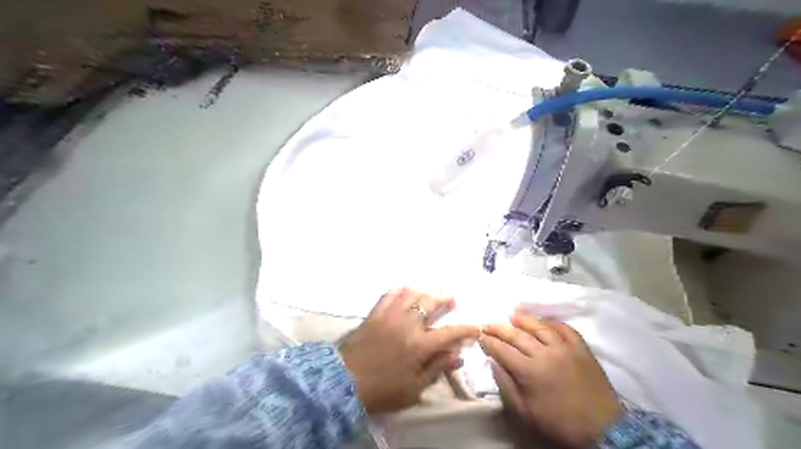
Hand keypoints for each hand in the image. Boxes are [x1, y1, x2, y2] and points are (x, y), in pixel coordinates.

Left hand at [341, 288, 477, 413]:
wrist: (344, 382)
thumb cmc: (382, 390)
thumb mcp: (414, 389)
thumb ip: (436, 368)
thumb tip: (457, 355)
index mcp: (420, 345)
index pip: (450, 333)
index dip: (466, 330)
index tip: (475, 328)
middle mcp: (408, 324)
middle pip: (431, 304)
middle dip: (445, 300)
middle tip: (452, 300)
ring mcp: (390, 315)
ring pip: (412, 294)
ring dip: (426, 291)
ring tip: (432, 292)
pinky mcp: (375, 313)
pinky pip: (390, 294)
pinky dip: (401, 290)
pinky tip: (407, 289)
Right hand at [478, 315, 620, 445]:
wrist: (602, 429)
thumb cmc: (559, 423)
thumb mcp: (526, 413)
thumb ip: (506, 386)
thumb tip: (493, 363)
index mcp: (529, 372)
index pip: (502, 350)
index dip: (489, 342)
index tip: (480, 336)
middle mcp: (545, 354)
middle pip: (517, 335)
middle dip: (499, 328)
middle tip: (488, 324)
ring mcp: (565, 348)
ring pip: (540, 327)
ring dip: (524, 320)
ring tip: (512, 316)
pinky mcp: (582, 349)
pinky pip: (566, 329)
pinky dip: (553, 323)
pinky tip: (544, 322)